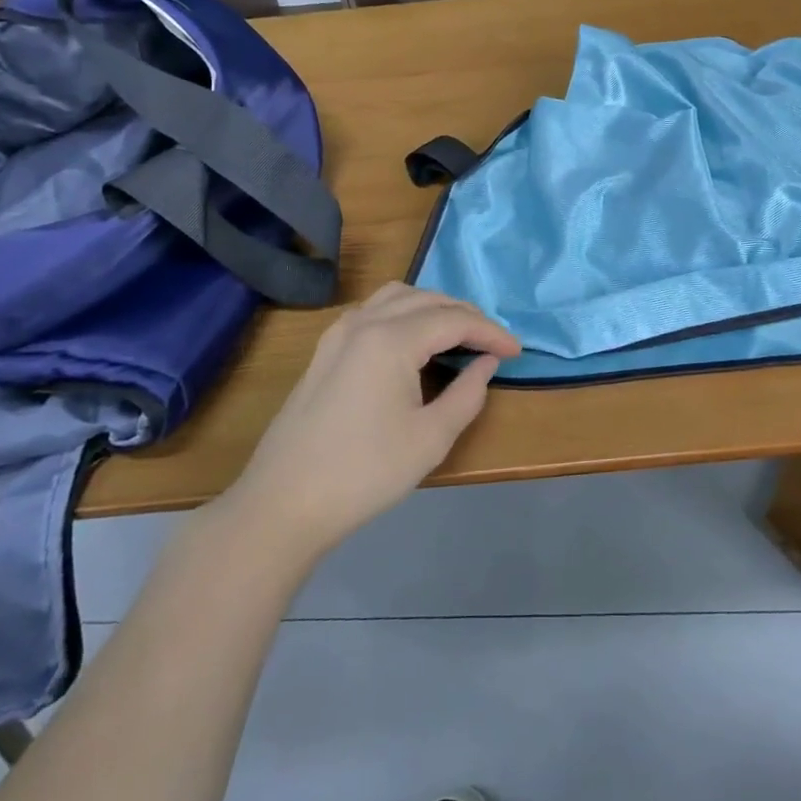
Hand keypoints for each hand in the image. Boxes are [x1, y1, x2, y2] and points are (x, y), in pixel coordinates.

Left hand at [223, 284, 520, 557]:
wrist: (283, 503)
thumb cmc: (365, 472)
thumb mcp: (431, 438)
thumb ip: (467, 393)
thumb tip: (487, 363)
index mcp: (391, 339)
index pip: (454, 320)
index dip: (490, 332)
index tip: (517, 351)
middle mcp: (364, 322)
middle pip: (426, 299)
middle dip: (465, 315)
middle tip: (492, 342)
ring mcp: (338, 333)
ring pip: (396, 297)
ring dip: (432, 307)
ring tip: (458, 333)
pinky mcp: (324, 350)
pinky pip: (373, 311)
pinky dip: (403, 313)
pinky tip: (413, 341)